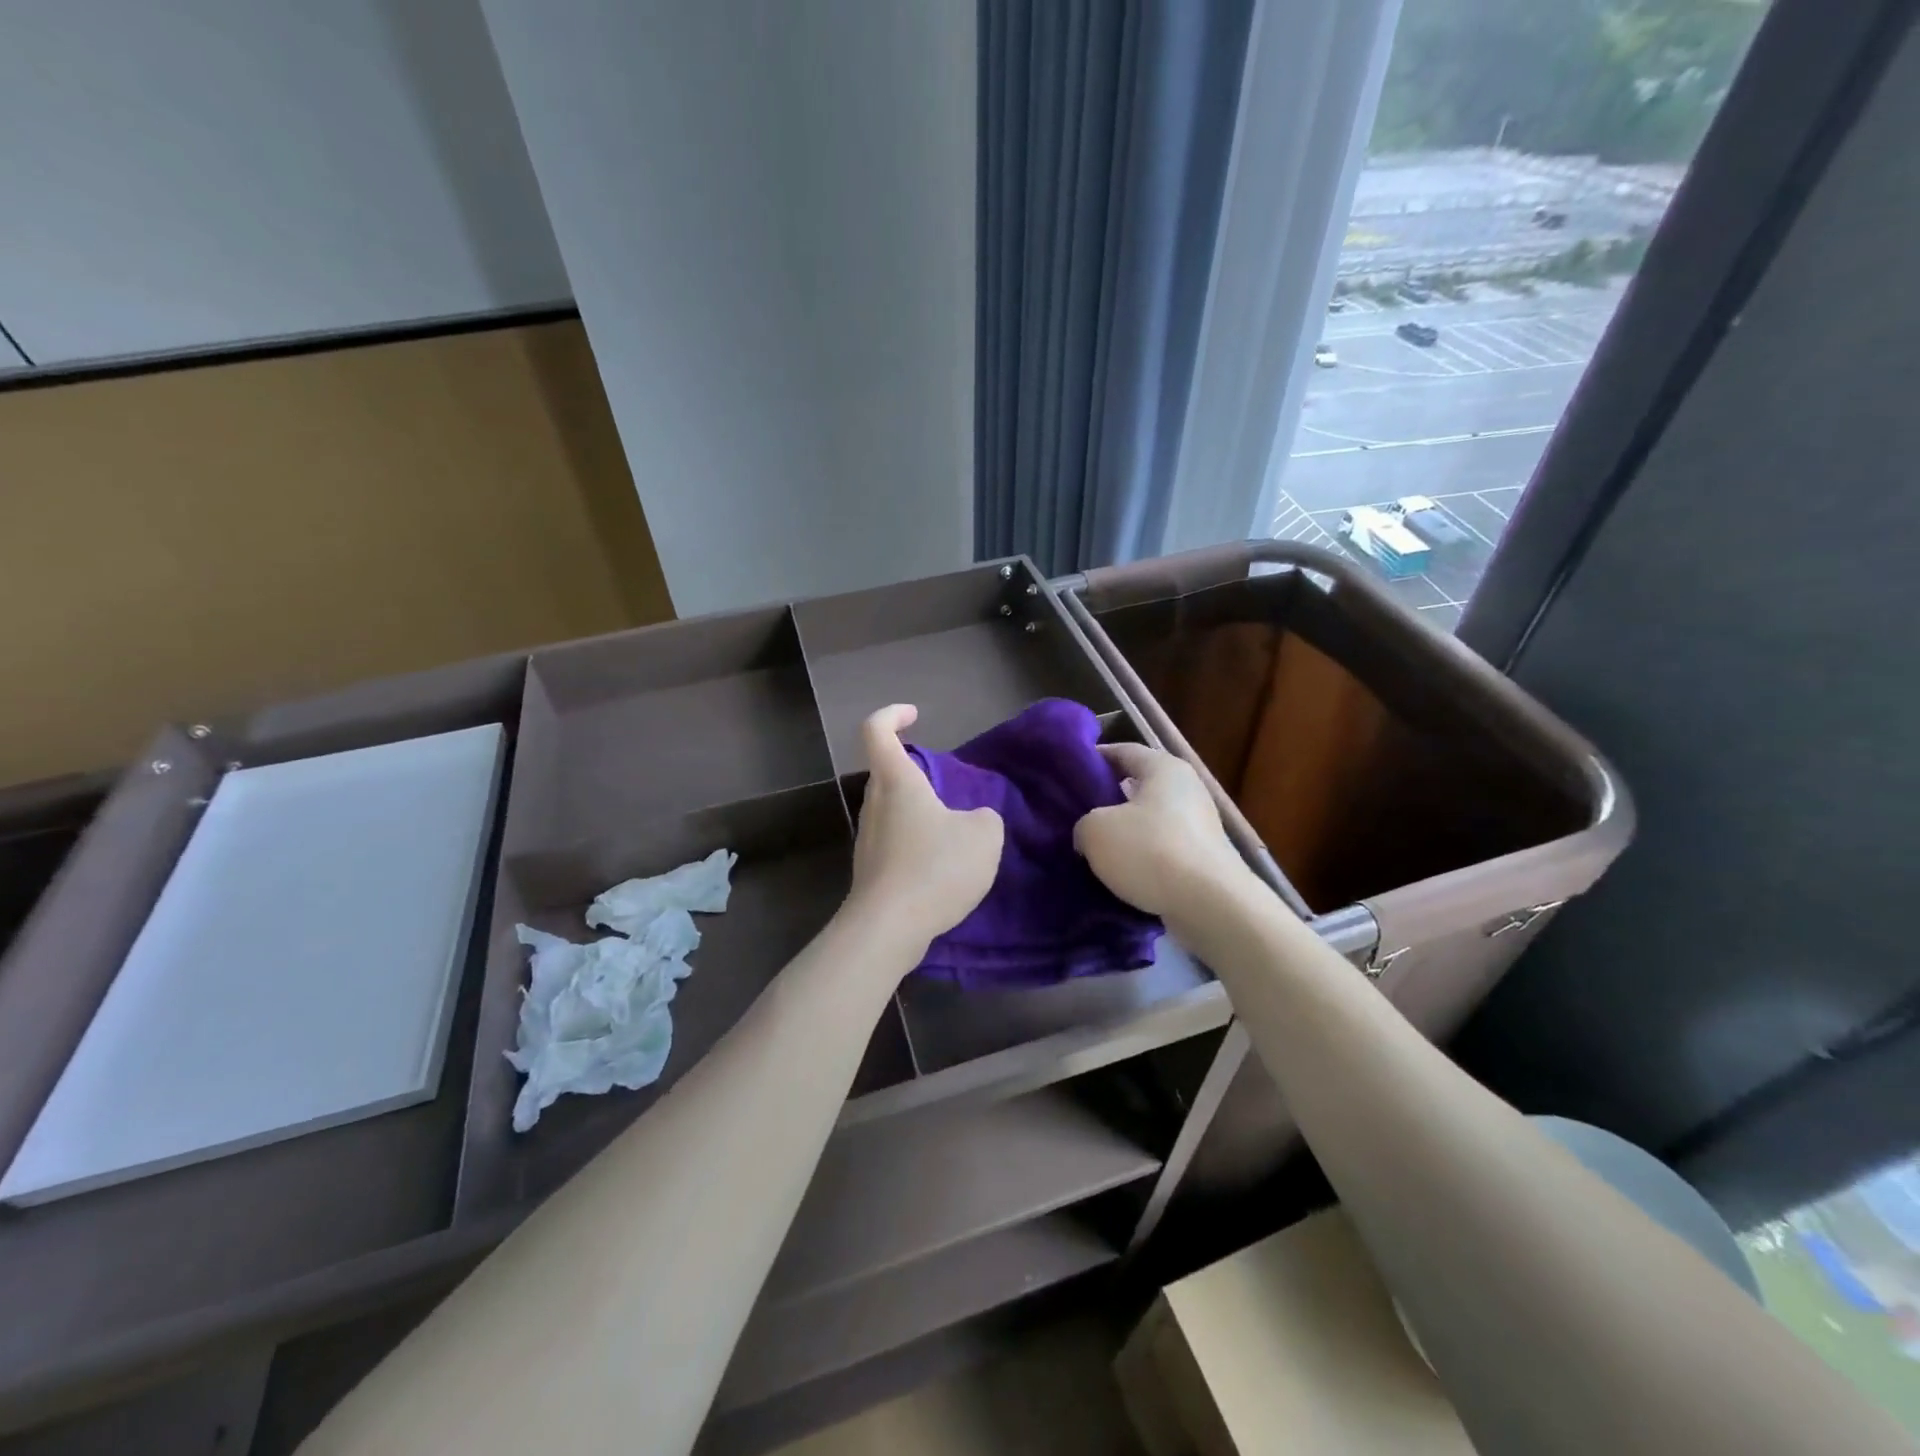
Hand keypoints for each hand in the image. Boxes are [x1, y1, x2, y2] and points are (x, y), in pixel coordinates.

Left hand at [846, 705, 1002, 955]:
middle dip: (916, 771)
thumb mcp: (984, 836)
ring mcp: (869, 839)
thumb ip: (986, 817)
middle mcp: (875, 804)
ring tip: (955, 833)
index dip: (892, 715)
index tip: (915, 715)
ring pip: (892, 809)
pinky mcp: (871, 870)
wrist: (888, 929)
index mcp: (897, 781)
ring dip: (920, 811)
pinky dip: (917, 842)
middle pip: (887, 772)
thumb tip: (975, 820)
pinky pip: (895, 841)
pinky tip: (942, 867)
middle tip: (949, 786)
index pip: (876, 730)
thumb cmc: (934, 868)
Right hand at [1075, 743, 1253, 920]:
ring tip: (1092, 849)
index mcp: (1164, 767)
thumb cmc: (1150, 851)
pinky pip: (1162, 850)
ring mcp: (1199, 825)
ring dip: (1123, 834)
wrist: (1209, 905)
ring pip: (1149, 822)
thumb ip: (1084, 823)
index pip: (1123, 750)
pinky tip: (1118, 875)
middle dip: (1106, 800)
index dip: (1094, 759)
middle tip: (1075, 814)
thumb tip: (1089, 834)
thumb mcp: (1095, 830)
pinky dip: (1141, 859)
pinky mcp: (1203, 859)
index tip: (1068, 773)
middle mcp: (1186, 789)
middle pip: (1137, 787)